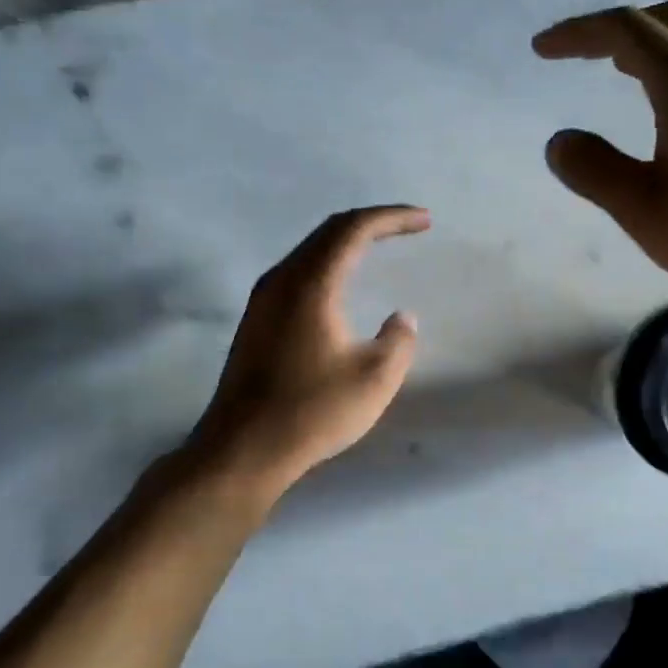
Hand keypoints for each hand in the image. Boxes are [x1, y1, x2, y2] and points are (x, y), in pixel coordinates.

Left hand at [189, 205, 428, 495]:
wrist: (243, 449)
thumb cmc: (312, 411)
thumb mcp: (375, 379)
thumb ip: (399, 340)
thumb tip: (401, 318)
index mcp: (311, 284)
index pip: (354, 229)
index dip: (392, 218)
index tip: (425, 221)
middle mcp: (282, 280)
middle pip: (329, 231)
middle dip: (372, 223)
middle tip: (408, 227)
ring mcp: (263, 300)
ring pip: (310, 250)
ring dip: (347, 242)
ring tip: (379, 247)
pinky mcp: (256, 321)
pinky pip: (298, 272)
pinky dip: (329, 264)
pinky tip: (342, 284)